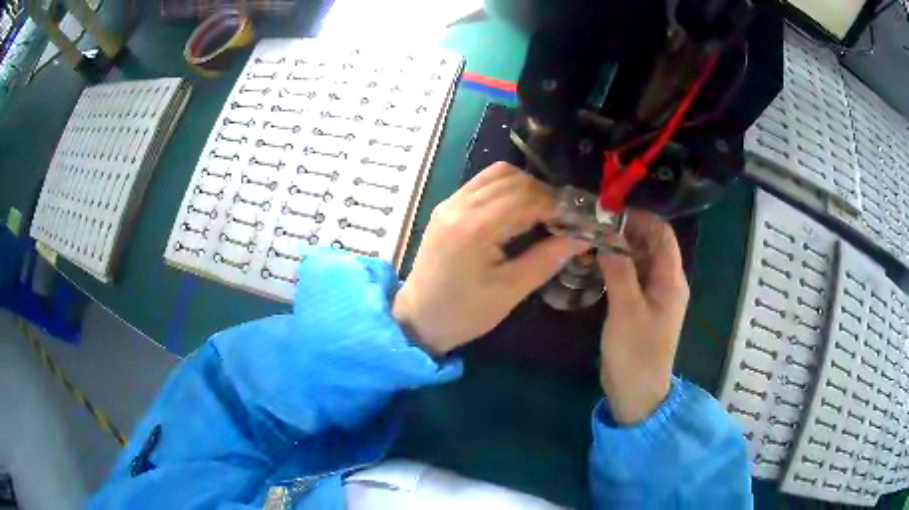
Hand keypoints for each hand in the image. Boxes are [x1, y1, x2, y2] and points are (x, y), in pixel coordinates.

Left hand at [394, 162, 588, 354]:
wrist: (417, 319)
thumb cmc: (464, 313)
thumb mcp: (510, 291)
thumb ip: (547, 259)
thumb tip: (581, 237)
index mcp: (474, 228)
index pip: (525, 198)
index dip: (556, 205)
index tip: (578, 219)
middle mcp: (459, 205)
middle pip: (512, 179)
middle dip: (544, 194)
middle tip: (564, 217)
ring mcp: (449, 203)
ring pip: (496, 175)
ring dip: (525, 187)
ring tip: (544, 212)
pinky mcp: (446, 207)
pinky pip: (481, 183)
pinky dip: (506, 188)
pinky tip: (519, 210)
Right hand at [598, 210, 689, 425]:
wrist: (638, 392)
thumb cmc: (636, 353)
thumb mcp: (626, 310)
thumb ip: (619, 270)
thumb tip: (606, 237)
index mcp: (671, 280)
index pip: (662, 234)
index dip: (640, 218)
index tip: (610, 213)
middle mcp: (666, 282)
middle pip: (651, 244)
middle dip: (625, 231)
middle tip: (594, 226)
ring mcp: (654, 295)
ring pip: (639, 259)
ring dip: (619, 248)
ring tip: (590, 241)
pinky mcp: (641, 307)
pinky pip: (631, 276)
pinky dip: (616, 266)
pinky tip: (595, 265)